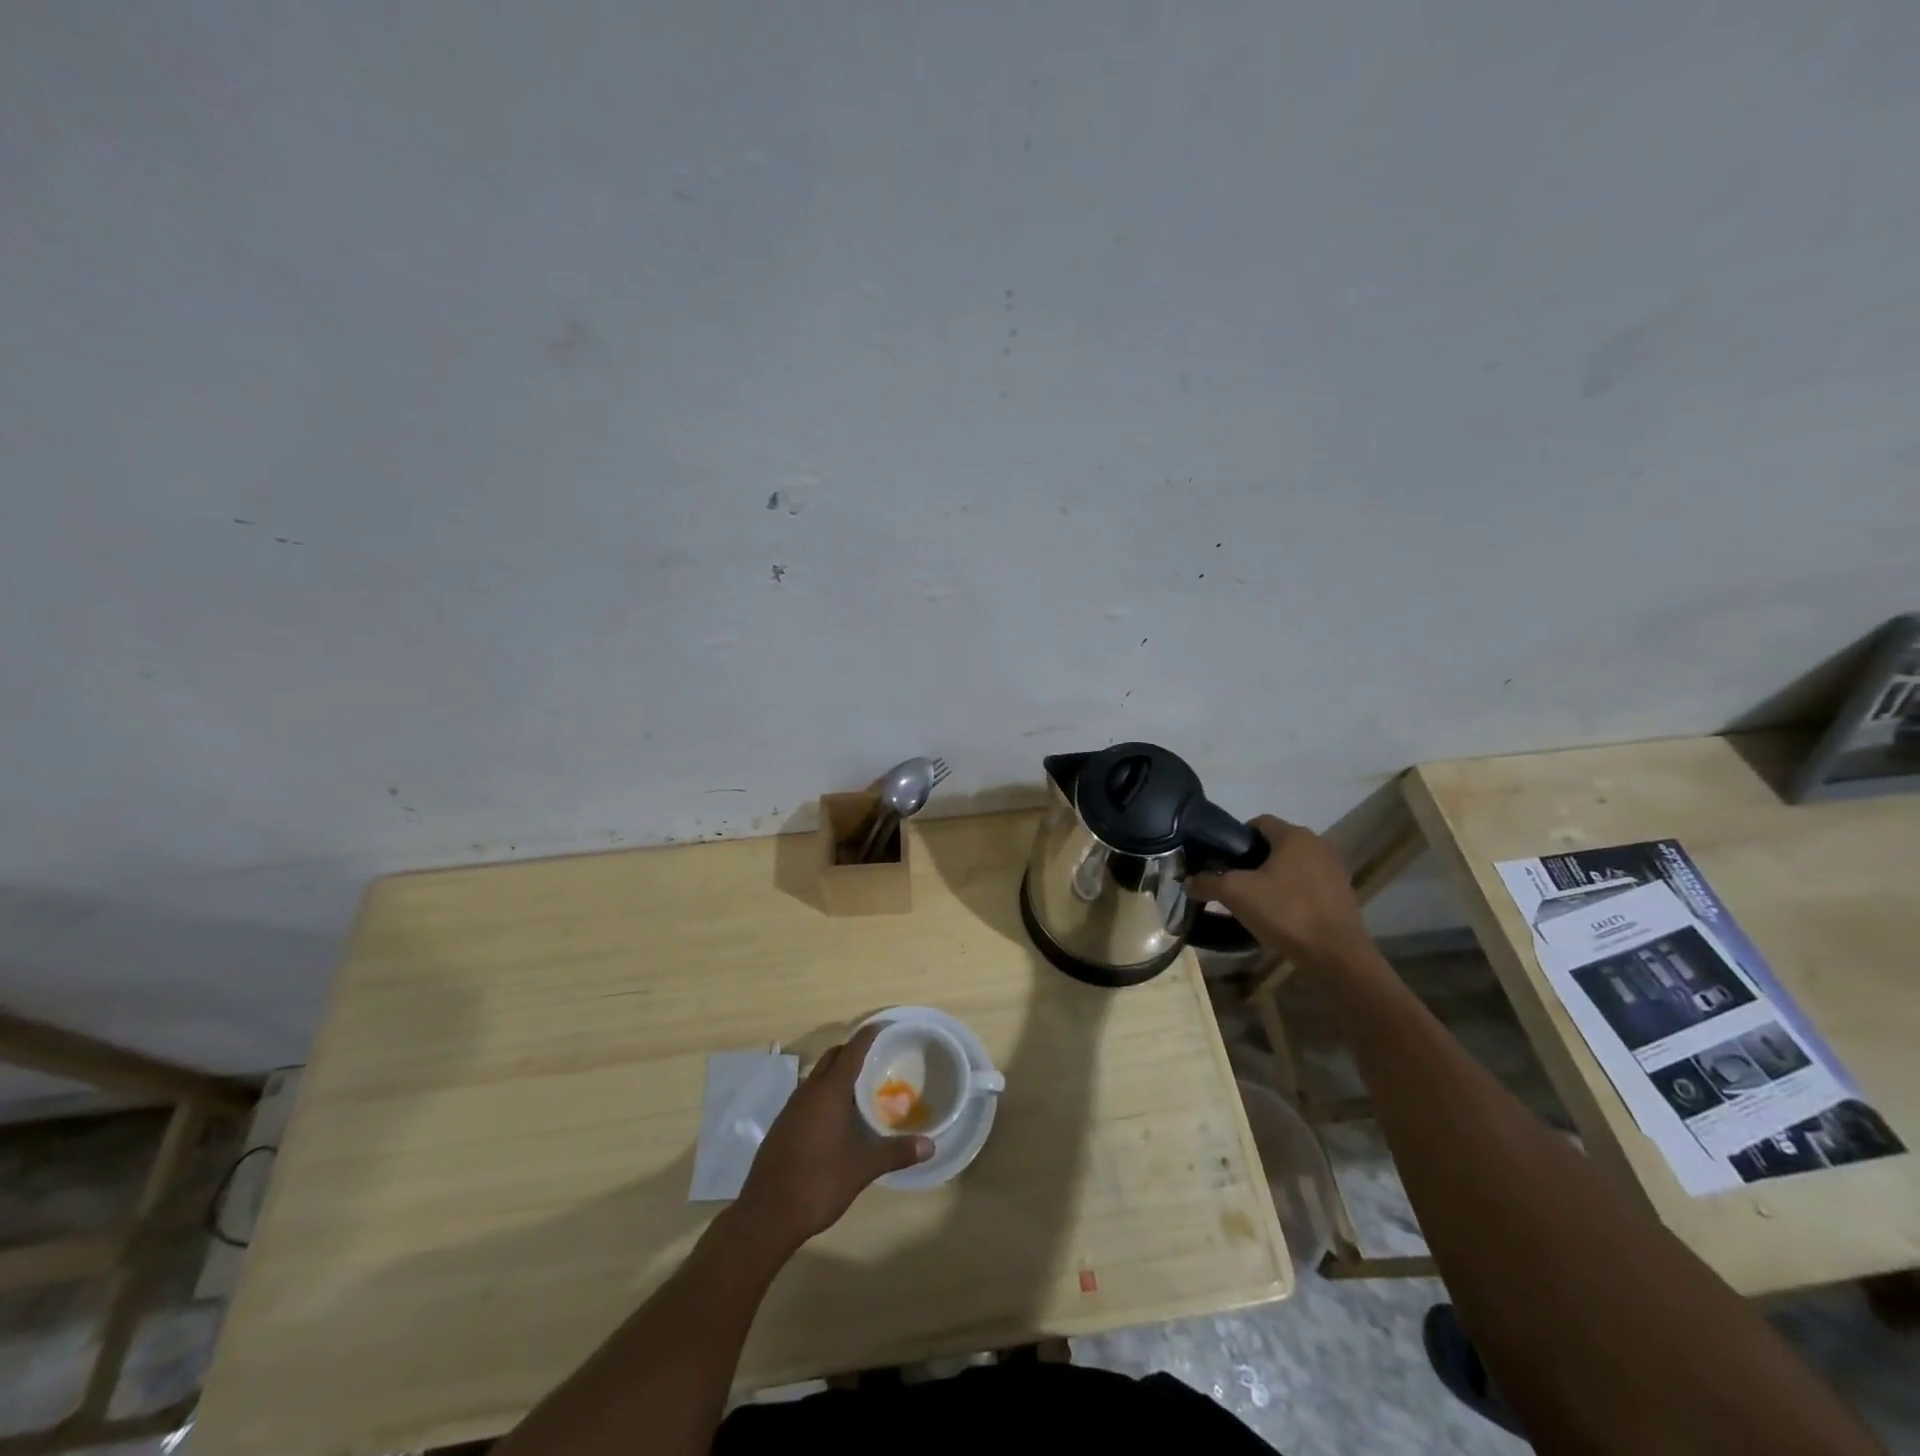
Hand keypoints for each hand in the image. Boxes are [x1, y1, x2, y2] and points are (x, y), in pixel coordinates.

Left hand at [734, 1024, 931, 1252]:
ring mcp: (791, 1108)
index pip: (852, 1050)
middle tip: (877, 1058)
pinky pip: (807, 1096)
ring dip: (837, 1073)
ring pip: (817, 1076)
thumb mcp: (863, 1168)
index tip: (884, 1026)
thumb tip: (930, 1145)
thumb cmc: (819, 1182)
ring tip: (860, 1087)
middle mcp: (808, 1091)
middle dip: (853, 1051)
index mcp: (829, 1091)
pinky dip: (824, 1094)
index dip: (868, 1035)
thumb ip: (896, 1152)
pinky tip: (836, 1117)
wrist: (767, 1214)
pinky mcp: (782, 1125)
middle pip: (832, 1057)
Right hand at [1186, 815, 1368, 968]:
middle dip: (1254, 859)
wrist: (1336, 955)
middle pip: (1277, 844)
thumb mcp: (1236, 895)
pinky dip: (1294, 892)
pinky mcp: (1344, 893)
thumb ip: (1208, 883)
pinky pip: (1310, 883)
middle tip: (1235, 881)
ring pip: (1294, 864)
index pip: (1259, 822)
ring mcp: (1335, 869)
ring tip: (1257, 900)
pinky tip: (1282, 914)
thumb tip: (1188, 881)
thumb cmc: (1285, 912)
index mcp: (1294, 835)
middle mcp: (1318, 844)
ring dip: (1275, 876)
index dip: (1236, 837)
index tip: (1222, 859)